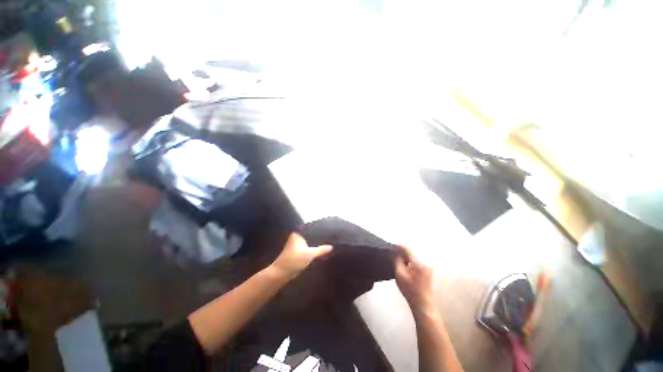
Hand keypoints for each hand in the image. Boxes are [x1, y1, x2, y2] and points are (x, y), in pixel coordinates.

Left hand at [270, 233, 332, 279]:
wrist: (281, 273)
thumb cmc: (294, 260)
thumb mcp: (310, 254)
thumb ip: (321, 250)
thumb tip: (331, 246)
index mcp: (298, 233)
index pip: (311, 229)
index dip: (320, 230)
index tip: (329, 231)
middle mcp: (297, 236)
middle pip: (311, 236)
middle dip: (319, 237)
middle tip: (330, 237)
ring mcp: (296, 244)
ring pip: (309, 242)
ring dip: (316, 244)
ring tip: (327, 242)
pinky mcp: (297, 251)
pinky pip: (307, 247)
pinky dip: (312, 248)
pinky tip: (320, 250)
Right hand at [395, 245, 436, 317]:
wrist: (423, 305)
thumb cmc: (410, 291)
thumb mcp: (400, 275)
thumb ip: (397, 261)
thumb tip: (394, 251)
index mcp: (419, 263)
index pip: (407, 250)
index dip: (399, 246)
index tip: (392, 245)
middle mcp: (425, 263)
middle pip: (411, 252)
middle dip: (402, 251)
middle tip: (393, 252)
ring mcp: (428, 267)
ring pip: (414, 257)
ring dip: (406, 256)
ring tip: (398, 258)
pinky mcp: (427, 271)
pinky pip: (417, 261)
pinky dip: (410, 261)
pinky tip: (405, 264)